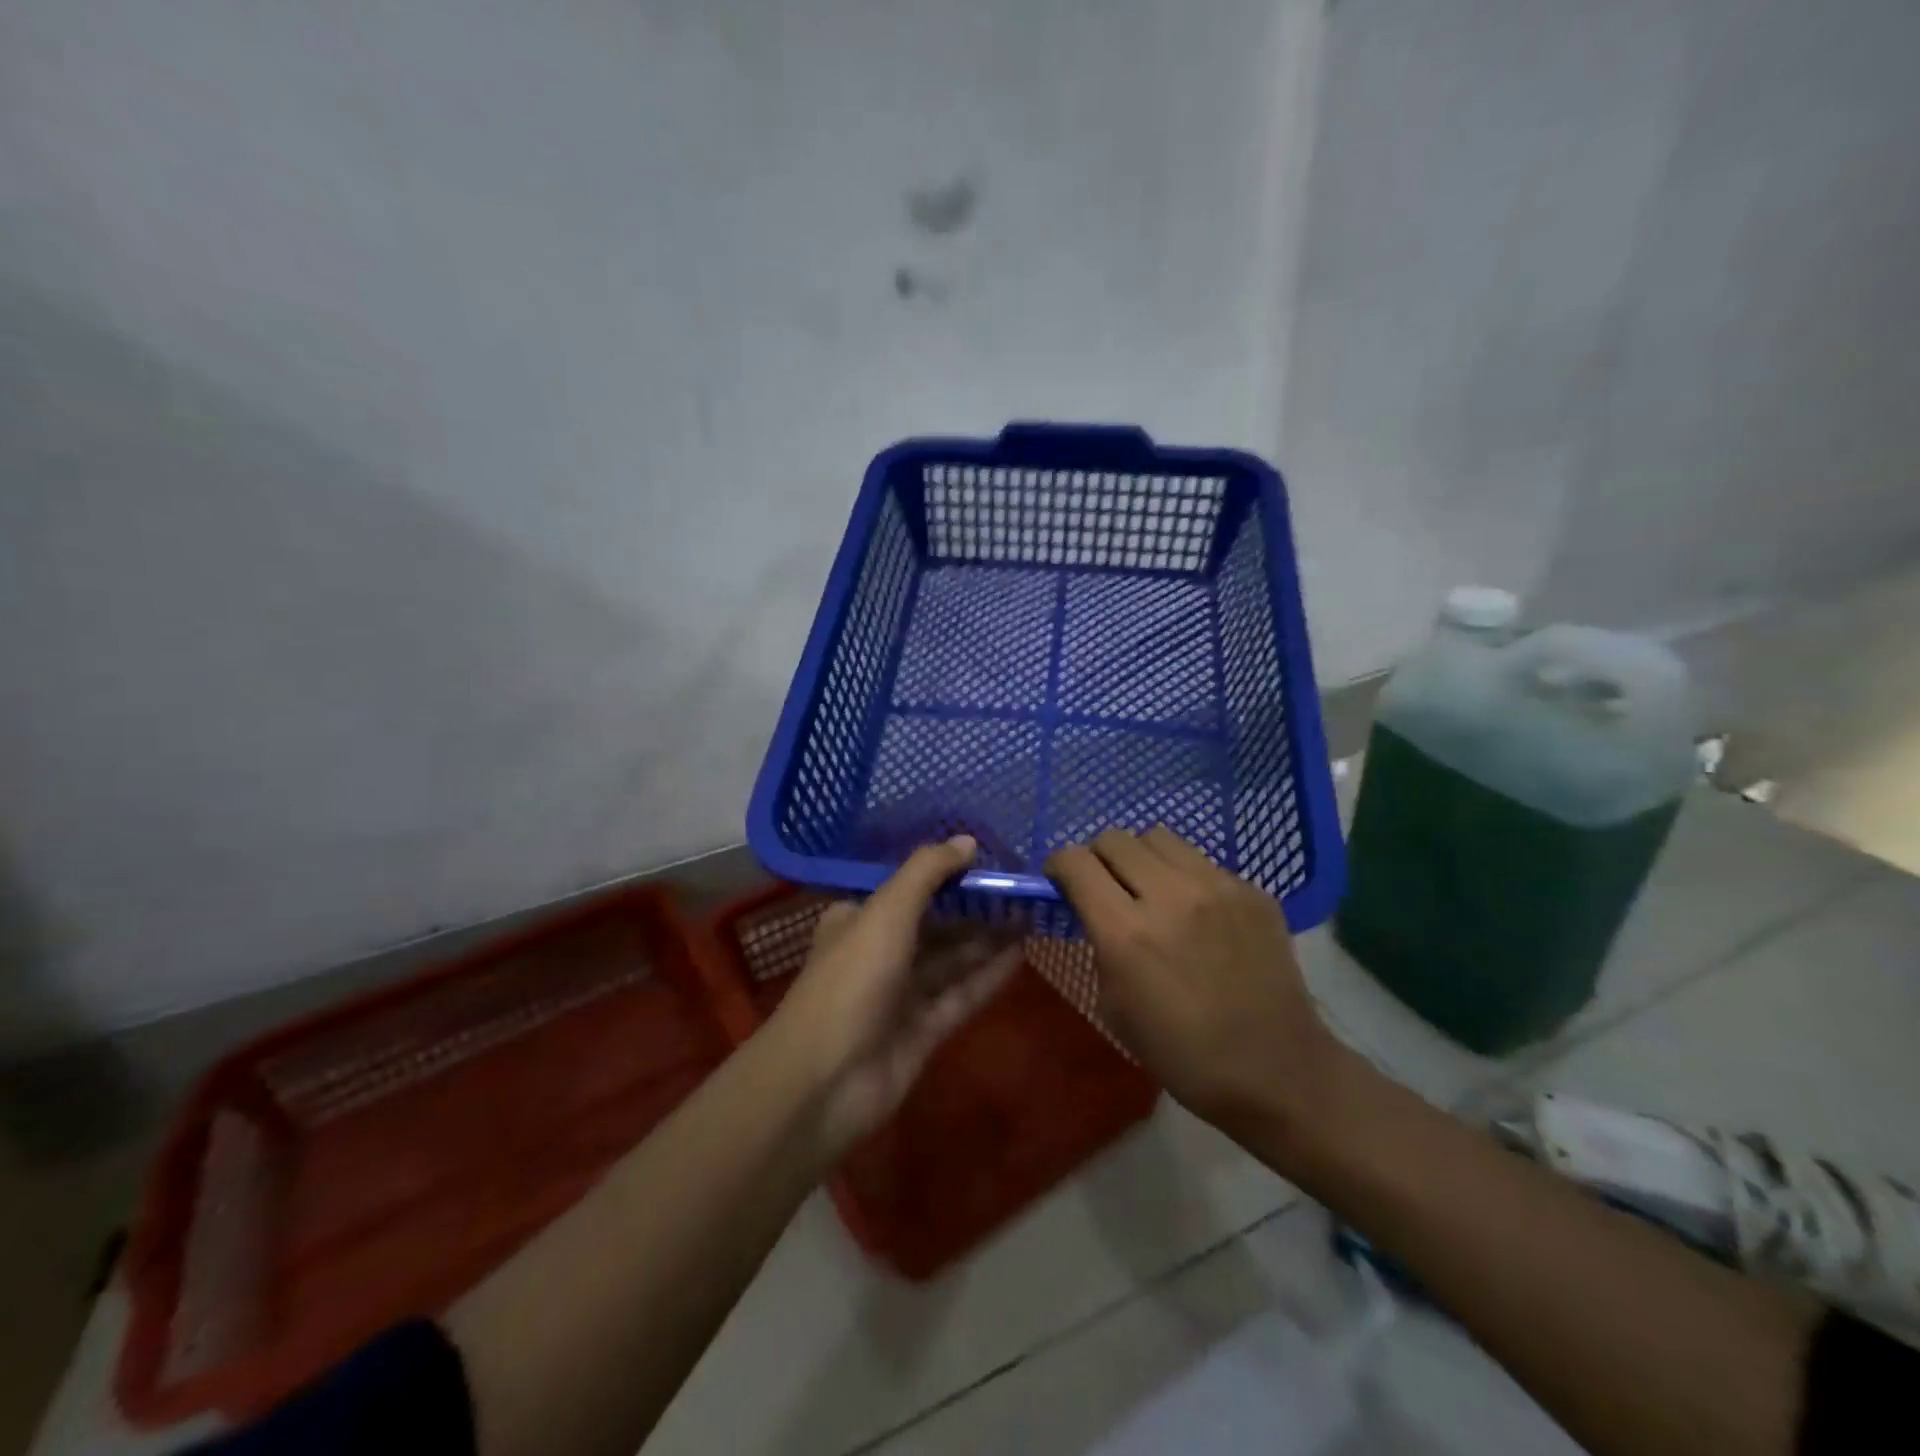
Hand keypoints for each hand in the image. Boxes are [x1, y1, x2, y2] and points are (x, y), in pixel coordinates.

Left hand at [769, 836, 1021, 1165]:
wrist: (825, 1082)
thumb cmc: (852, 980)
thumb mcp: (887, 911)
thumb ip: (927, 872)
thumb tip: (968, 840)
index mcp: (859, 919)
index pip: (907, 888)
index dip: (946, 873)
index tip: (988, 861)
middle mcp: (879, 952)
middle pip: (934, 924)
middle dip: (974, 908)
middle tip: (1021, 890)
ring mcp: (900, 995)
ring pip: (951, 960)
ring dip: (987, 939)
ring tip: (1030, 916)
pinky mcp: (922, 1032)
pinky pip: (960, 995)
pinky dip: (987, 976)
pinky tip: (1021, 955)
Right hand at [1045, 826, 1345, 1142]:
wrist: (1275, 1070)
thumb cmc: (1182, 1053)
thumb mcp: (1114, 1006)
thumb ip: (1099, 944)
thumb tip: (1095, 911)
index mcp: (1126, 933)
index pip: (1075, 861)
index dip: (1059, 866)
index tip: (1062, 882)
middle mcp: (1169, 896)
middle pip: (1115, 838)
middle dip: (1098, 858)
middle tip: (1106, 887)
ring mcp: (1217, 887)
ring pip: (1159, 837)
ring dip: (1142, 858)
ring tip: (1151, 889)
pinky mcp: (1252, 890)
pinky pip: (1202, 862)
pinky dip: (1185, 877)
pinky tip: (1197, 913)